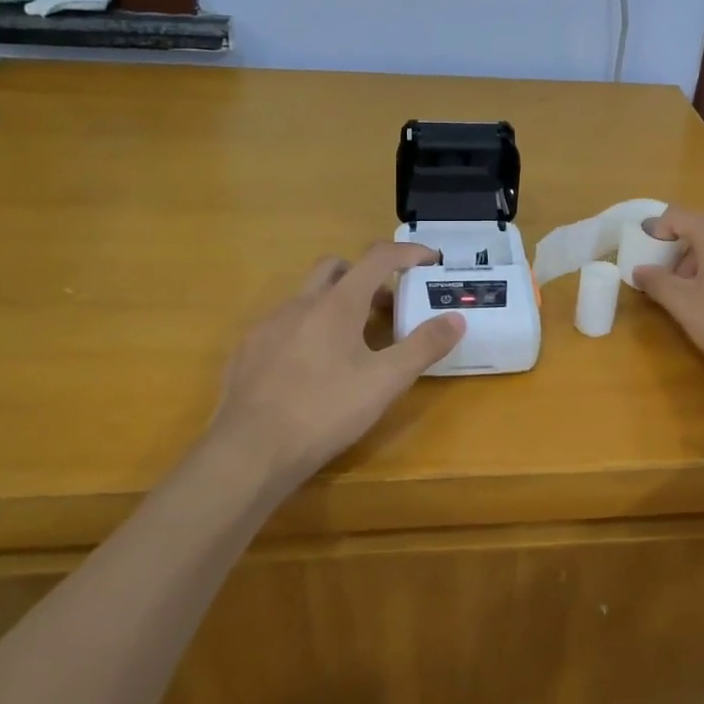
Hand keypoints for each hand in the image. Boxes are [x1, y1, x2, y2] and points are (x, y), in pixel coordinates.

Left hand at [210, 243, 463, 485]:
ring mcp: (267, 325)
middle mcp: (300, 303)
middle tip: (386, 306)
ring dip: (335, 305)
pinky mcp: (246, 351)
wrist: (249, 451)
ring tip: (351, 344)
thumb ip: (423, 346)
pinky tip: (310, 369)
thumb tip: (456, 318)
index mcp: (337, 304)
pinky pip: (283, 325)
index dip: (407, 252)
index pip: (377, 257)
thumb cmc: (324, 411)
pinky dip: (306, 330)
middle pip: (336, 267)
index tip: (429, 260)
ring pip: (307, 297)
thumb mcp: (385, 382)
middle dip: (365, 275)